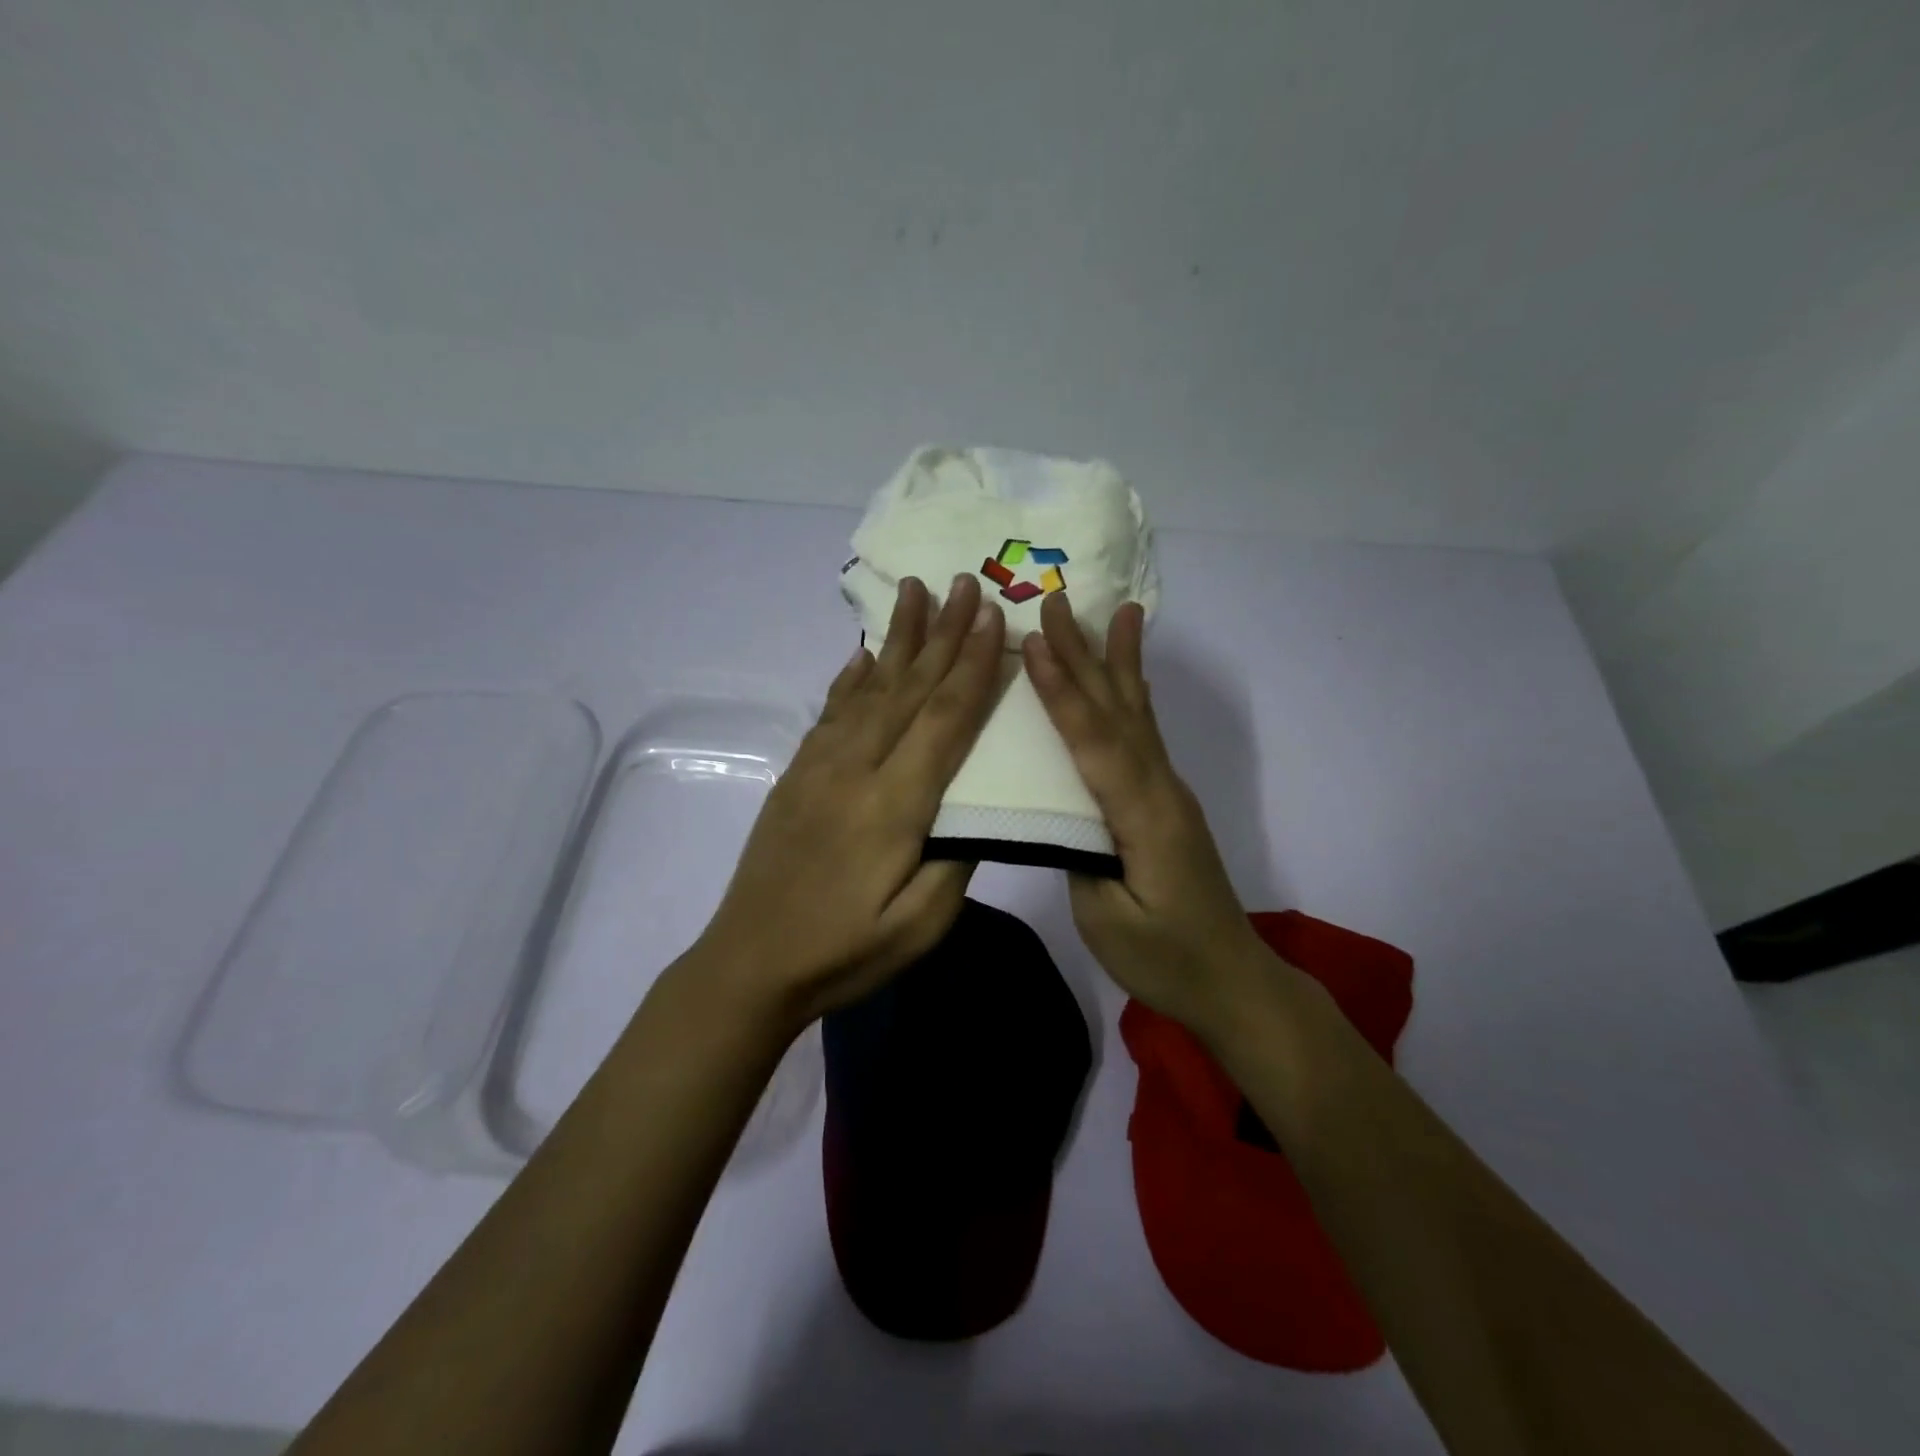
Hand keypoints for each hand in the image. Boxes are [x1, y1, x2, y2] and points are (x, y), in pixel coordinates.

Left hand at [700, 573, 1005, 1026]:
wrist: (749, 962)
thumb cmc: (844, 952)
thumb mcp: (919, 927)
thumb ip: (956, 861)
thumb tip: (977, 806)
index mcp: (893, 805)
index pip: (943, 719)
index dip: (972, 665)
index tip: (993, 617)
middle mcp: (855, 769)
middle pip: (908, 688)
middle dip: (942, 632)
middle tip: (965, 582)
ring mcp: (819, 767)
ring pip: (868, 688)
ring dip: (897, 638)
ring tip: (915, 591)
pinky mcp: (797, 775)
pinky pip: (831, 711)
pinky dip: (851, 675)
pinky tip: (863, 653)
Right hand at [1023, 593, 1272, 1039]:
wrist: (1232, 981)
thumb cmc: (1165, 959)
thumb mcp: (1107, 918)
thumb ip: (1079, 852)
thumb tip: (1058, 807)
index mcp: (1143, 816)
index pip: (1094, 742)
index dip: (1062, 691)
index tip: (1036, 641)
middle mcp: (1160, 790)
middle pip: (1117, 711)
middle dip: (1085, 654)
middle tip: (1060, 601)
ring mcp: (1167, 793)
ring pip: (1137, 715)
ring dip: (1118, 661)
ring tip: (1120, 611)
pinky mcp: (1165, 803)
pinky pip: (1143, 736)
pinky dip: (1131, 697)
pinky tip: (1129, 680)